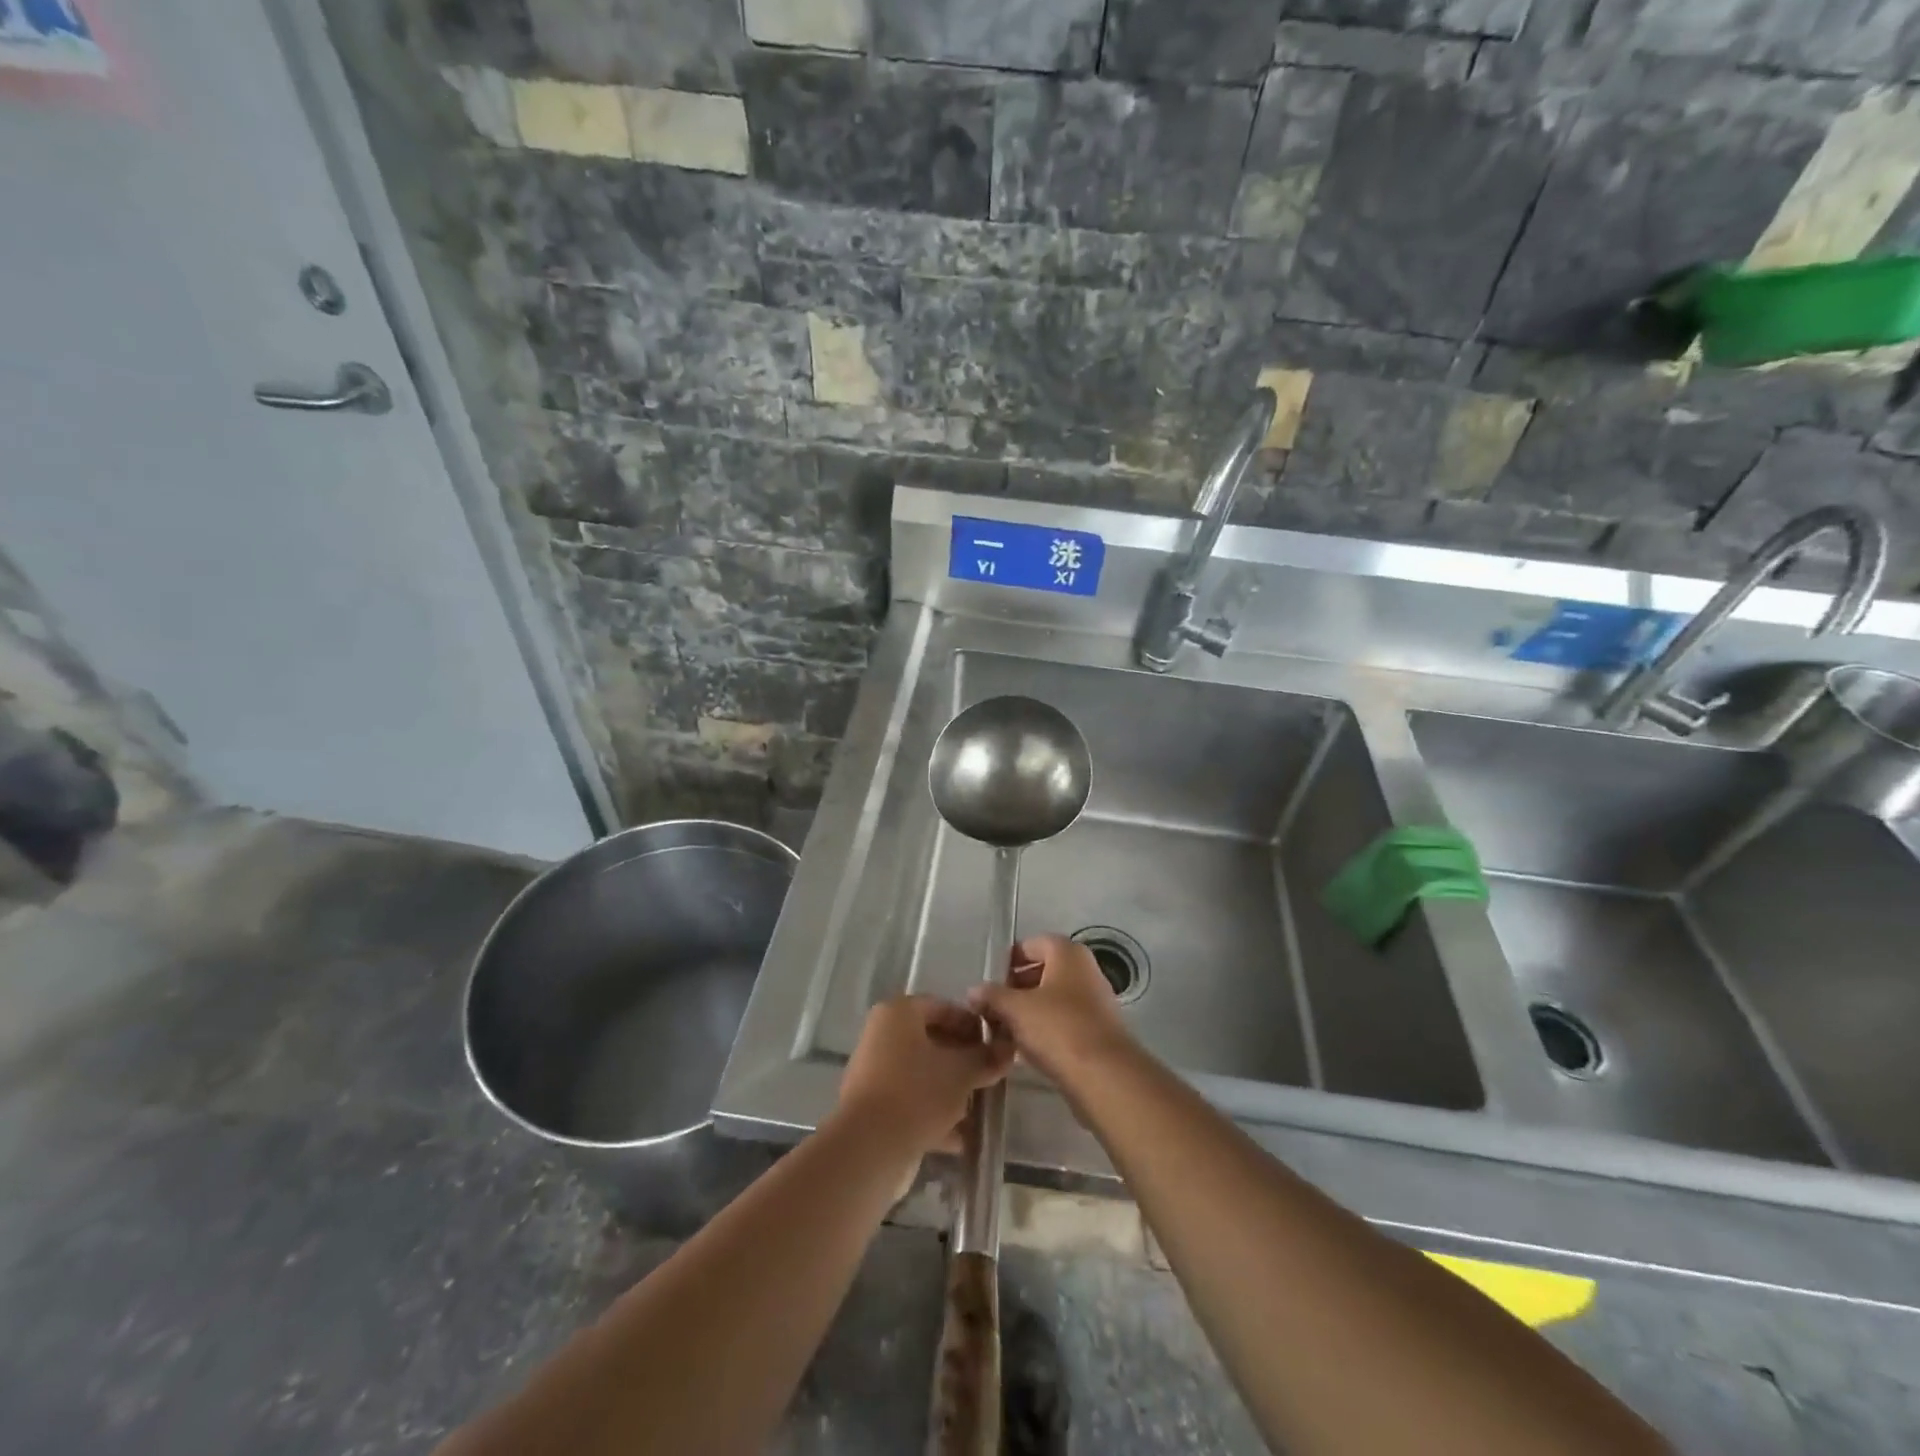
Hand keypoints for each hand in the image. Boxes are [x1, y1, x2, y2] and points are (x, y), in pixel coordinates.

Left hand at [835, 996, 1013, 1157]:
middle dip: (963, 1060)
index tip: (996, 1045)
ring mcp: (875, 1072)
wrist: (869, 1148)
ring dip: (951, 1089)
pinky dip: (934, 1113)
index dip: (973, 1025)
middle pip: (932, 1040)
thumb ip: (986, 1058)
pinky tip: (960, 1138)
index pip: (943, 1007)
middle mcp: (882, 1035)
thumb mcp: (961, 1073)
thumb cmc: (917, 1093)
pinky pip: (911, 1100)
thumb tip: (1007, 1050)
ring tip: (978, 1109)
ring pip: (923, 1073)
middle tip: (989, 1076)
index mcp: (898, 1013)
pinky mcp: (873, 1106)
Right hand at [968, 933, 1135, 1087]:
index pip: (1032, 944)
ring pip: (1053, 998)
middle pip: (1044, 970)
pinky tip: (1027, 1048)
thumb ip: (992, 996)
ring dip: (1029, 1011)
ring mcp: (1095, 1000)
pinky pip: (1065, 1020)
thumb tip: (973, 990)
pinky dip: (1045, 1028)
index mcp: (1068, 953)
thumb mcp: (1015, 1009)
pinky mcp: (1098, 1030)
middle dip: (1017, 987)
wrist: (1104, 1075)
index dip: (1009, 960)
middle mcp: (1085, 970)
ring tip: (1004, 1030)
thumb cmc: (1057, 1027)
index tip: (990, 981)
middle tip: (994, 1007)